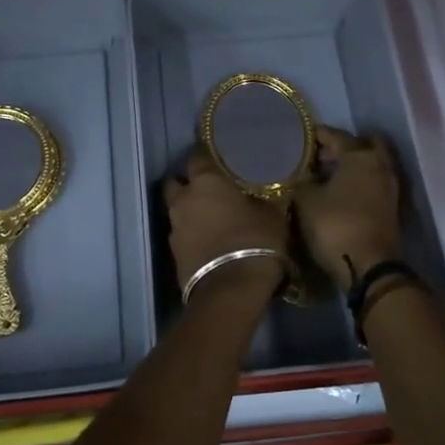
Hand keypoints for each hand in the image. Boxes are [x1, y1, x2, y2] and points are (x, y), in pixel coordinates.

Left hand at [162, 146, 288, 301]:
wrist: (230, 290)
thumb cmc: (255, 241)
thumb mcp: (271, 214)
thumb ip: (259, 197)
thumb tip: (259, 192)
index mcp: (206, 181)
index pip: (197, 155)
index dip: (206, 154)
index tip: (218, 155)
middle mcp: (184, 199)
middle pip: (176, 182)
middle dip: (187, 182)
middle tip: (209, 188)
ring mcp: (175, 227)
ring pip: (177, 209)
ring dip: (189, 210)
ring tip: (211, 217)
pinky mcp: (173, 253)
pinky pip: (181, 234)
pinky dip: (192, 233)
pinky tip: (209, 240)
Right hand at [294, 126, 402, 288]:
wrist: (369, 267)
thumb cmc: (335, 226)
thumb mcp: (306, 201)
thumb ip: (303, 181)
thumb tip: (305, 176)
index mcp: (360, 156)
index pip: (337, 135)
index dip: (318, 135)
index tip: (303, 136)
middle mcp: (381, 165)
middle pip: (364, 144)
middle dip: (344, 146)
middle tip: (322, 156)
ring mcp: (390, 187)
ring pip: (372, 164)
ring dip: (354, 165)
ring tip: (328, 175)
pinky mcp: (391, 207)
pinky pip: (374, 182)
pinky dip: (360, 181)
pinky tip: (340, 192)